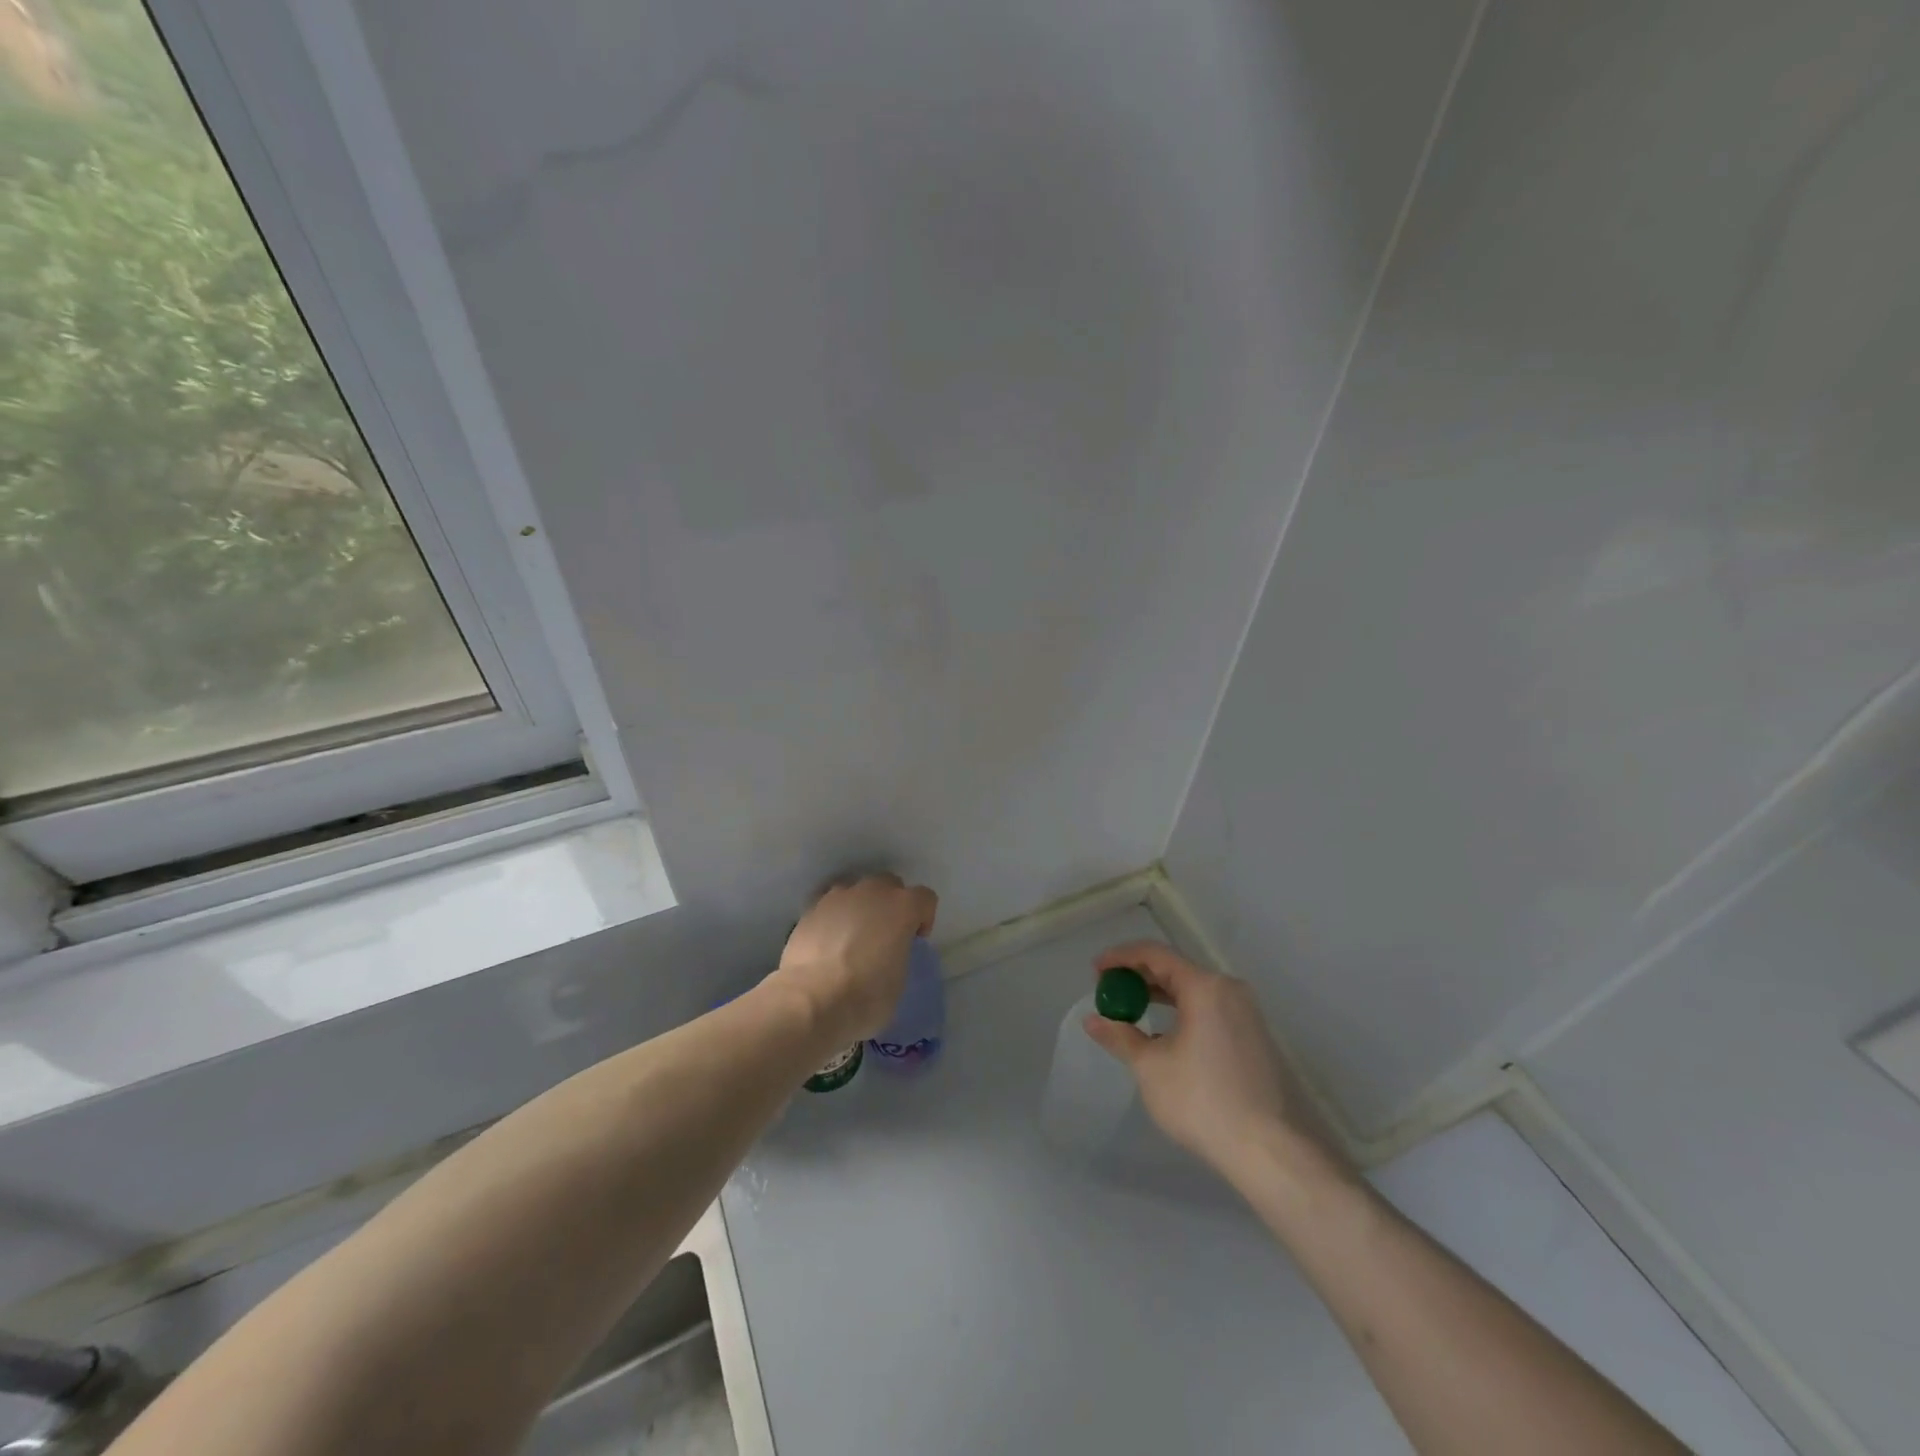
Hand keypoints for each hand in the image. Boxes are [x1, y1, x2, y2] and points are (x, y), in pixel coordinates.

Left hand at [772, 873, 937, 1046]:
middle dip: (891, 904)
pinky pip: (830, 905)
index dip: (923, 918)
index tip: (914, 940)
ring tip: (852, 938)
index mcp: (902, 907)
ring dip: (860, 907)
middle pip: (890, 884)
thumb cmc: (866, 995)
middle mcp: (872, 891)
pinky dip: (834, 918)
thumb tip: (889, 954)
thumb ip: (899, 954)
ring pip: (857, 890)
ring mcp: (838, 896)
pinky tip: (828, 943)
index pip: (925, 898)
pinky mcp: (811, 908)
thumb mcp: (900, 980)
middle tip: (884, 935)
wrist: (811, 999)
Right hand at [1083, 940, 1349, 1186]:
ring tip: (1131, 1010)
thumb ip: (1120, 1036)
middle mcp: (1229, 989)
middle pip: (1175, 969)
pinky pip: (1209, 1008)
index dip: (1121, 957)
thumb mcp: (1150, 1067)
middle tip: (1109, 991)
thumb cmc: (1202, 1100)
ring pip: (1194, 990)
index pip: (1155, 954)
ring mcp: (1246, 1012)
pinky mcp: (1254, 1035)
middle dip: (1138, 976)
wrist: (1269, 1150)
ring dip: (1159, 995)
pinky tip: (1164, 1035)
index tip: (1095, 970)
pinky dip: (1181, 1011)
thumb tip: (1093, 1021)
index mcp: (1205, 987)